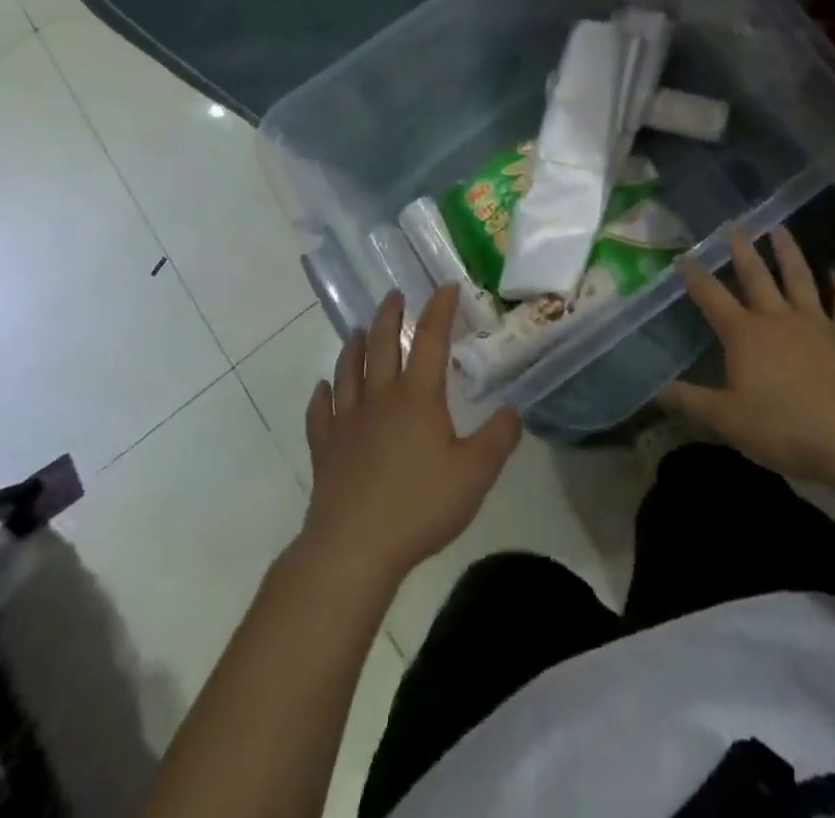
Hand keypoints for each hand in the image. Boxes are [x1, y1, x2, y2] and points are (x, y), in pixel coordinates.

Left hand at [301, 285, 522, 584]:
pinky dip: (321, 396)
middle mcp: (380, 399)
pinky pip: (321, 414)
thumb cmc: (420, 506)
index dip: (439, 309)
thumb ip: (498, 438)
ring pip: (348, 371)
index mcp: (418, 397)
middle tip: (394, 294)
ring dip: (354, 346)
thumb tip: (513, 410)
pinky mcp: (326, 450)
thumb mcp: (475, 473)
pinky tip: (322, 389)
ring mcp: (347, 423)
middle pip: (382, 345)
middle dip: (390, 315)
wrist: (353, 548)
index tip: (446, 286)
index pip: (431, 339)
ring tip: (358, 330)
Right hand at [660, 226, 834, 483]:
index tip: (685, 259)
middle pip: (756, 276)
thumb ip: (692, 401)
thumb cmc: (782, 427)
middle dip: (743, 251)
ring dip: (789, 253)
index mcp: (744, 334)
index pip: (712, 297)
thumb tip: (658, 390)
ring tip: (781, 230)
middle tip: (736, 228)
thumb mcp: (727, 420)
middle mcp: (776, 318)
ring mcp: (815, 323)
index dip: (696, 277)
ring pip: (799, 278)